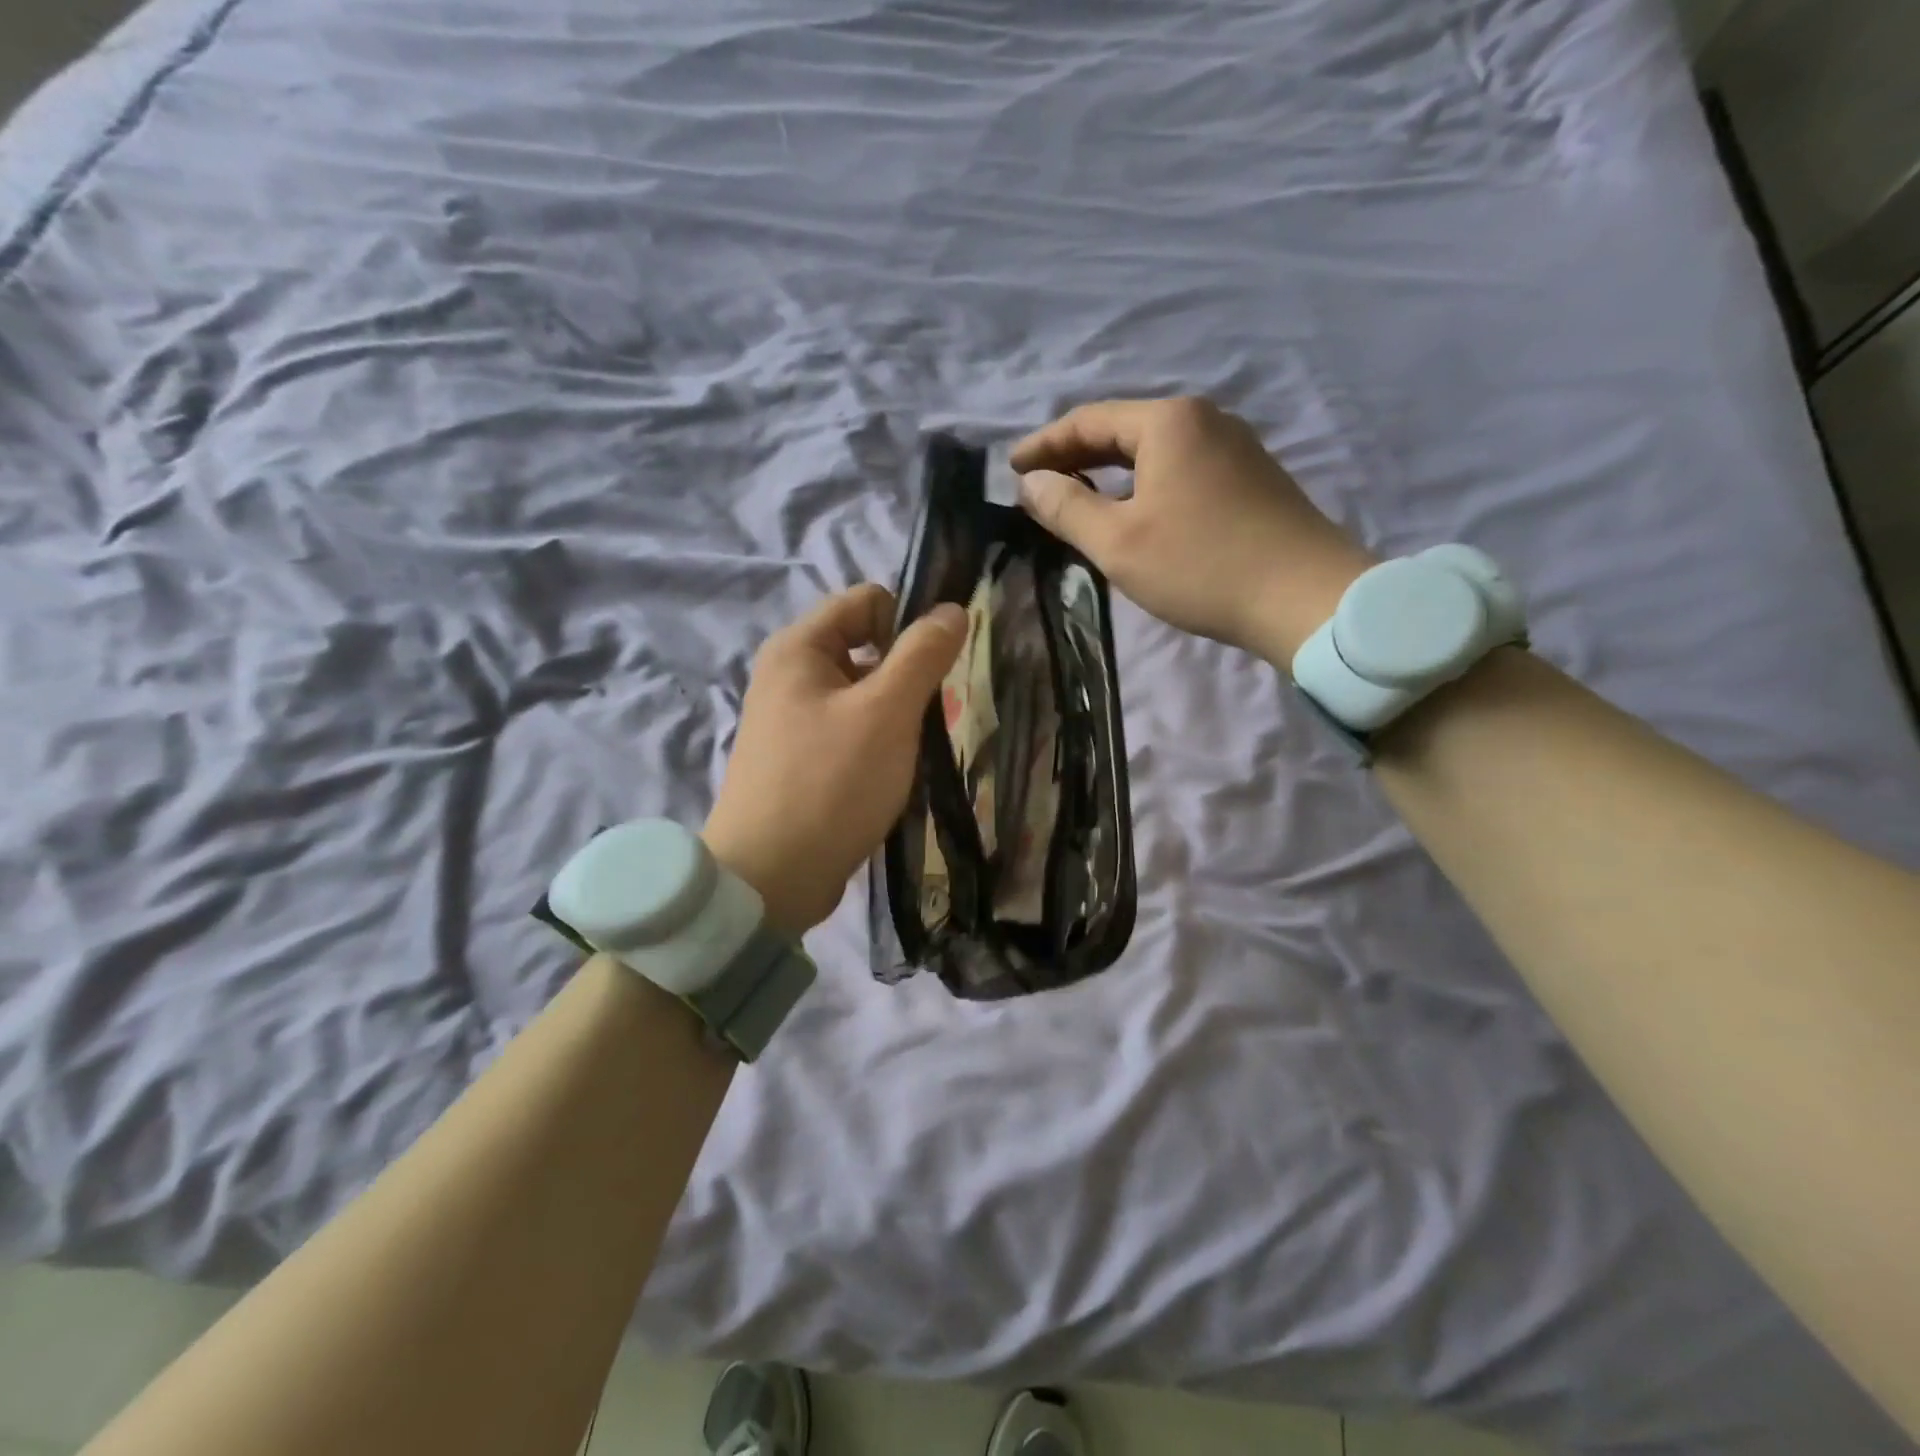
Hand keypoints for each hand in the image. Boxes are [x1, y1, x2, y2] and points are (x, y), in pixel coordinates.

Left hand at [703, 584, 966, 935]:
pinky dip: (878, 743)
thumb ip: (922, 655)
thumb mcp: (886, 712)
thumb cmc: (830, 783)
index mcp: (799, 648)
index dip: (908, 624)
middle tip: (928, 717)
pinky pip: (851, 731)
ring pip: (864, 694)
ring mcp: (793, 720)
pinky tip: (892, 774)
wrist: (769, 878)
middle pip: (866, 647)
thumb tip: (952, 609)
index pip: (868, 601)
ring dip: (896, 714)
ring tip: (913, 751)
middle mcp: (789, 675)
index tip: (935, 669)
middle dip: (905, 675)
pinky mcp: (802, 760)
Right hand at [1011, 397, 1374, 665]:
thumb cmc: (1201, 566)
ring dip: (1110, 471)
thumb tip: (1030, 482)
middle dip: (1076, 455)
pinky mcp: (1251, 476)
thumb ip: (1067, 508)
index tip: (1011, 469)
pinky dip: (1144, 483)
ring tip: (1077, 497)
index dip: (1044, 445)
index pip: (1088, 420)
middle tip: (1039, 485)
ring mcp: (1234, 446)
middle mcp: (1204, 419)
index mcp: (1168, 422)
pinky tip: (1133, 509)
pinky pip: (1180, 468)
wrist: (1305, 597)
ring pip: (1153, 451)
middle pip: (1123, 430)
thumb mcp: (1118, 542)